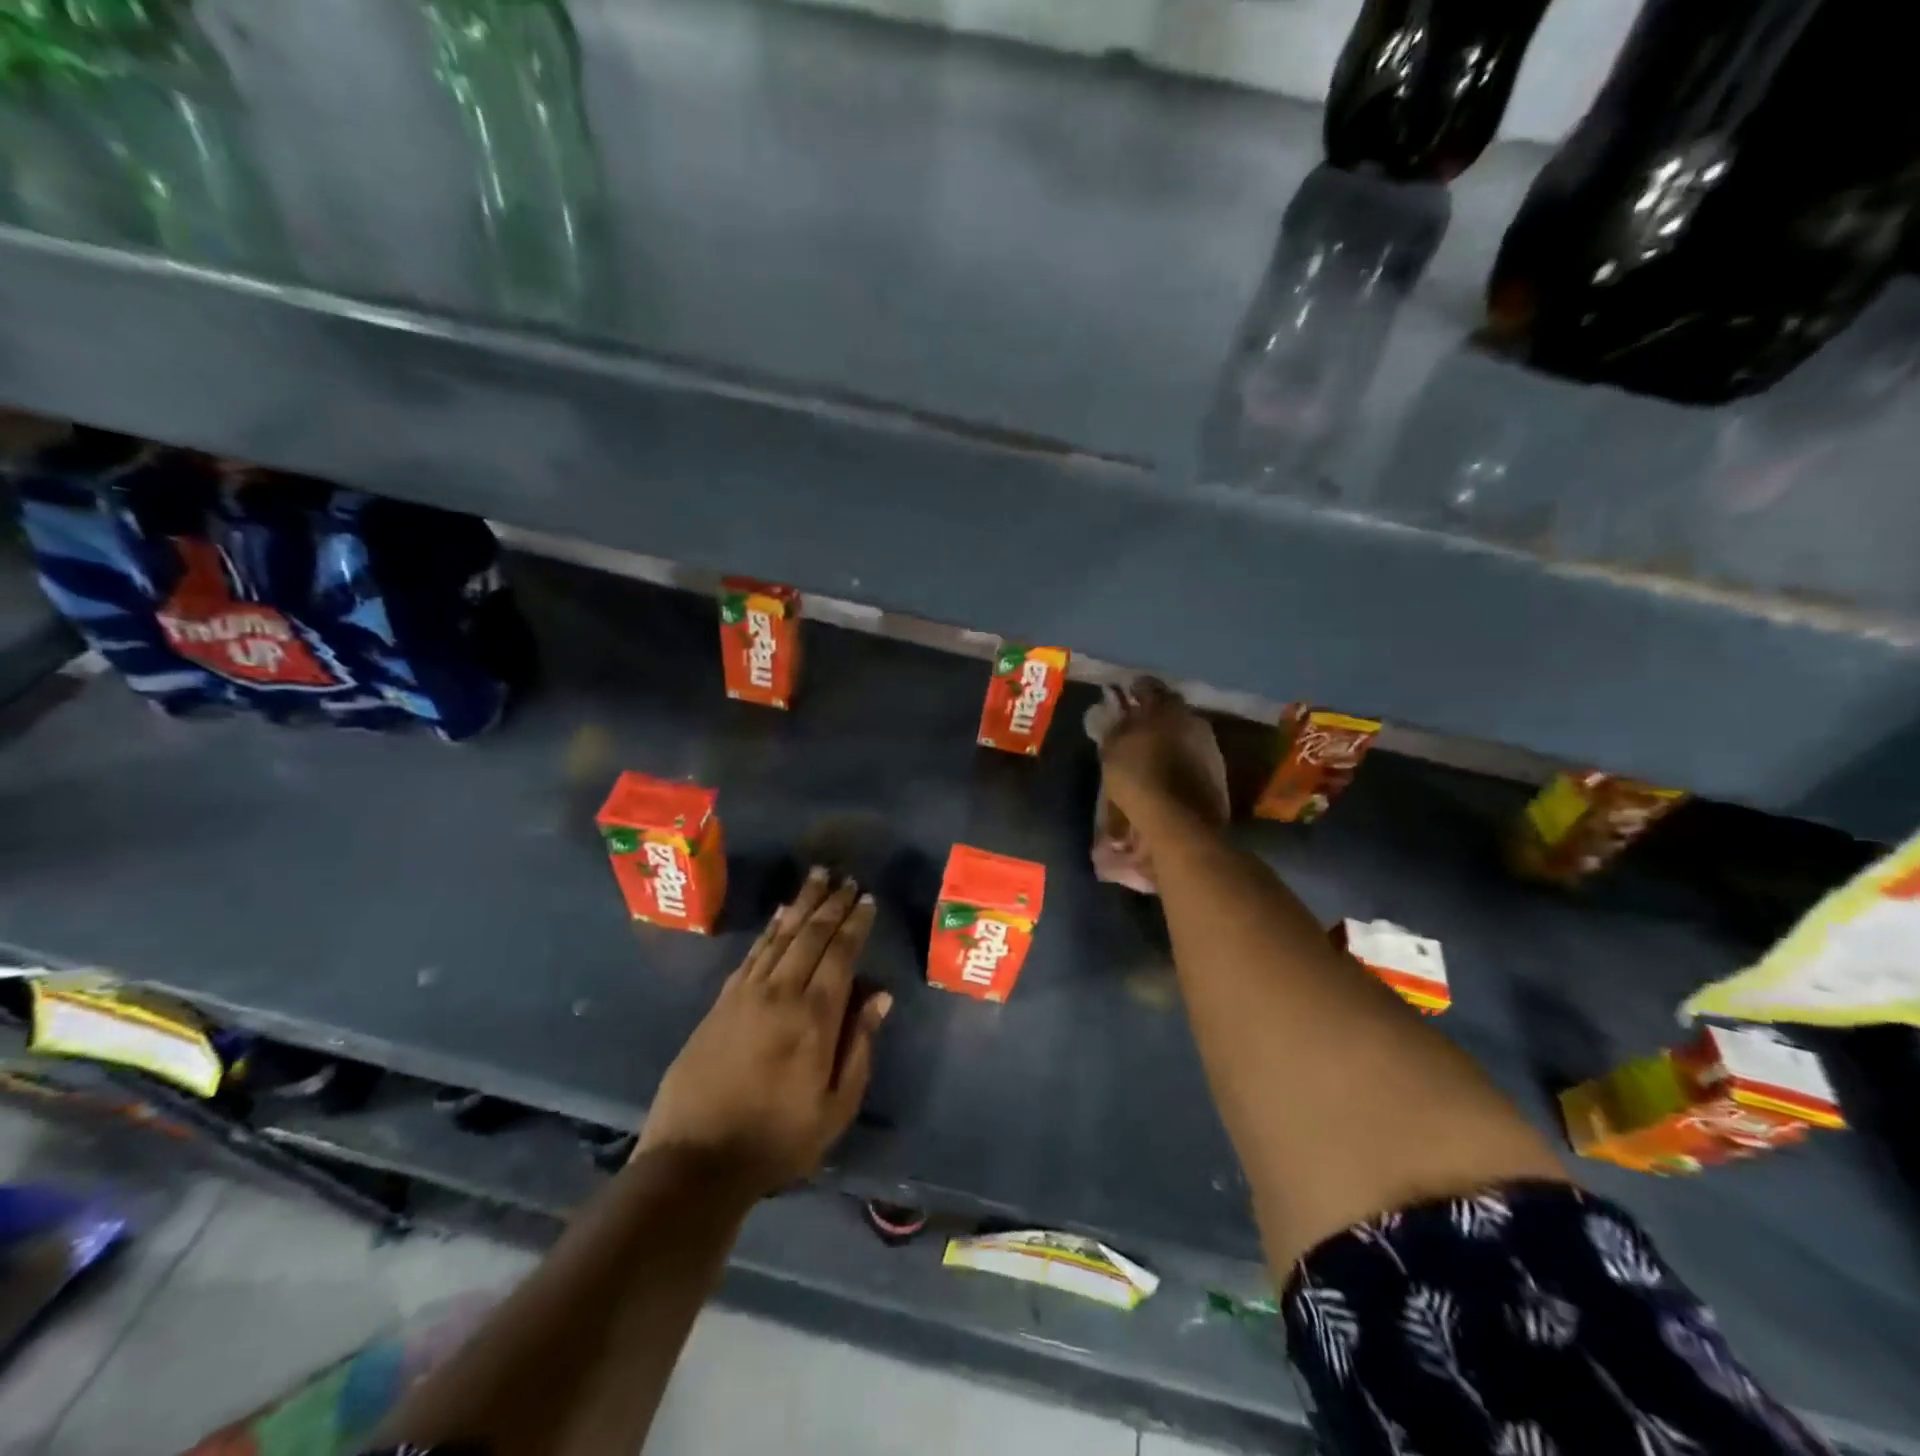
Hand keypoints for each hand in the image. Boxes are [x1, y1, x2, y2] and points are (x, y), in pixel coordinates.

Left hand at [638, 868, 890, 1197]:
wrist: (695, 1161)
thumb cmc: (777, 1140)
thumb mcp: (835, 1108)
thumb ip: (860, 1046)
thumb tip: (880, 996)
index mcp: (814, 1018)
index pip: (840, 955)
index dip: (855, 924)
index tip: (867, 899)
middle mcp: (780, 994)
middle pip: (810, 936)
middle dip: (831, 904)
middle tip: (846, 878)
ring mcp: (746, 994)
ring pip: (780, 936)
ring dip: (801, 904)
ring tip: (817, 877)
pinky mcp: (721, 1002)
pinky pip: (752, 953)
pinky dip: (770, 929)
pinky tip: (779, 915)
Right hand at [1093, 679, 1229, 861]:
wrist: (1180, 821)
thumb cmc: (1138, 778)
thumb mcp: (1112, 750)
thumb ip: (1115, 727)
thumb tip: (1117, 714)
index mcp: (1167, 708)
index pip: (1149, 687)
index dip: (1135, 689)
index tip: (1125, 694)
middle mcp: (1193, 720)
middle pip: (1171, 711)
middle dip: (1155, 716)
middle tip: (1137, 725)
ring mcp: (1210, 747)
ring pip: (1184, 735)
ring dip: (1169, 740)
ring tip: (1151, 753)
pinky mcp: (1218, 774)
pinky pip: (1193, 758)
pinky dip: (1180, 761)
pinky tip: (1167, 773)